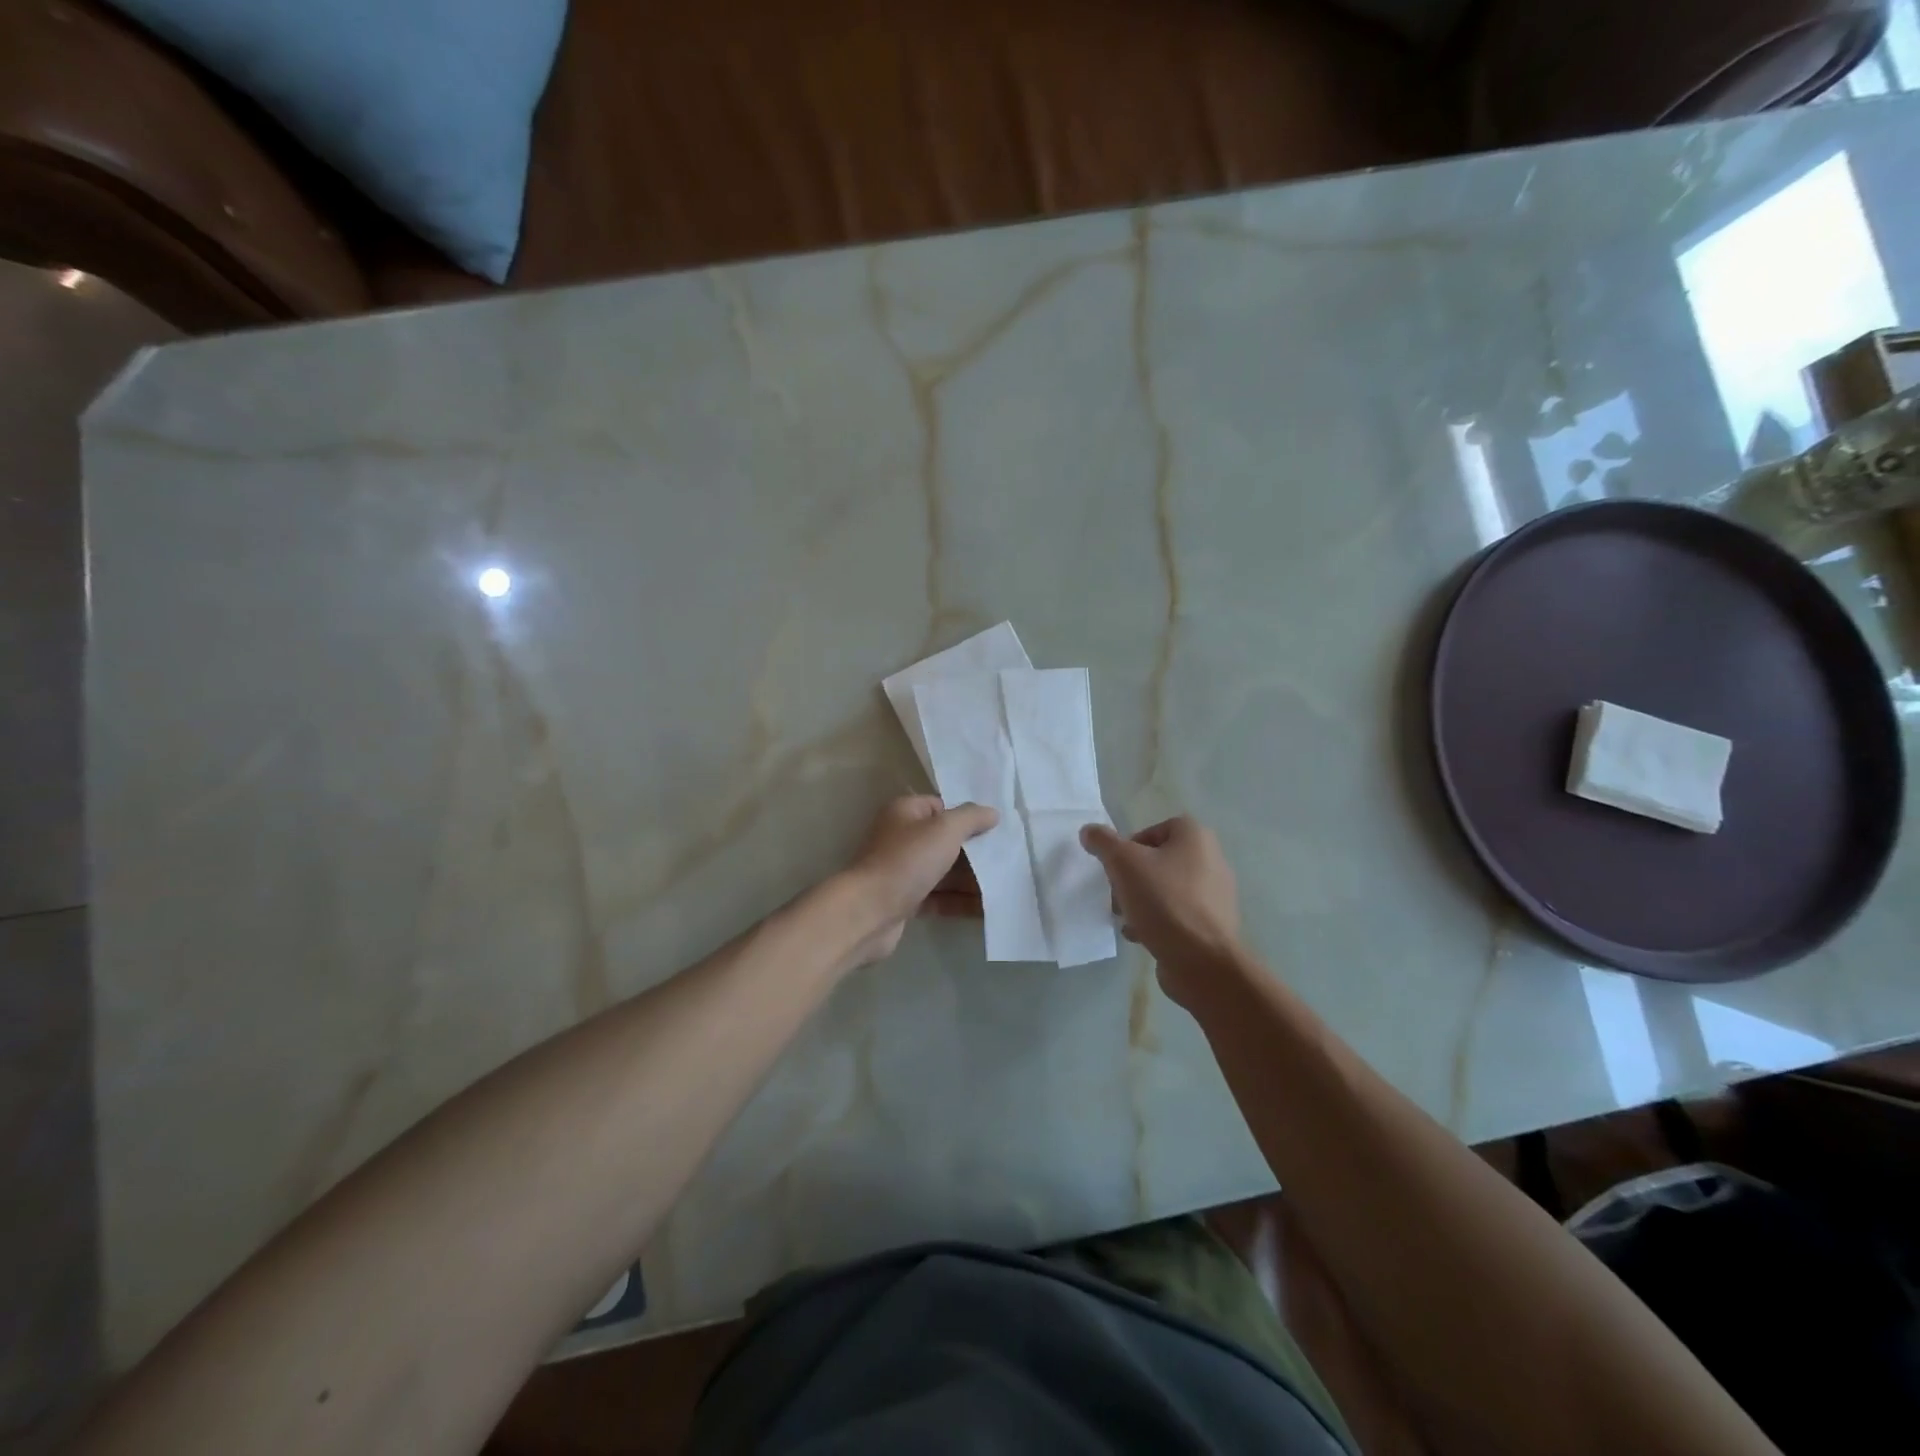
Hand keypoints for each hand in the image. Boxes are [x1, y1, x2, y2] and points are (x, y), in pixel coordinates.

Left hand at [842, 796, 998, 964]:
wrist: (868, 912)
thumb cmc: (906, 861)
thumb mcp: (944, 830)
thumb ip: (971, 818)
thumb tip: (992, 813)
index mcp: (906, 812)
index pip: (942, 807)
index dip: (968, 816)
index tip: (997, 829)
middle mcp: (901, 838)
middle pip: (945, 841)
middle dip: (975, 852)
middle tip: (1008, 858)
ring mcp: (902, 871)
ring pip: (944, 871)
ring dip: (971, 880)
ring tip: (1005, 885)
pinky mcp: (904, 901)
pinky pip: (938, 898)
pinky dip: (960, 902)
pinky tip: (987, 909)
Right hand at [1079, 816, 1240, 1001]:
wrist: (1202, 961)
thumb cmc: (1164, 901)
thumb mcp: (1123, 863)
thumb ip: (1103, 842)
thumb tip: (1089, 831)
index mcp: (1196, 838)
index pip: (1156, 829)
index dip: (1131, 845)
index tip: (1116, 867)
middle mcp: (1212, 860)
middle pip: (1159, 861)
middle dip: (1132, 878)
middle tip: (1117, 895)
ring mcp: (1215, 896)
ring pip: (1166, 889)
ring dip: (1141, 901)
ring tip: (1125, 919)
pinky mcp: (1213, 926)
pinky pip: (1178, 915)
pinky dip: (1158, 921)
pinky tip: (1141, 936)